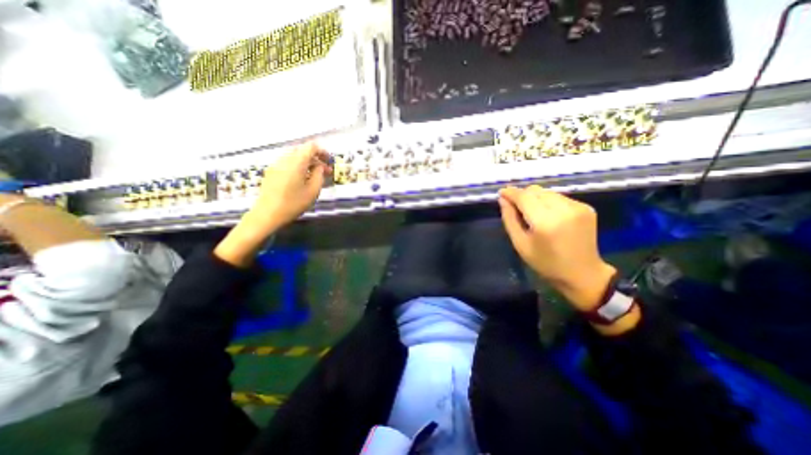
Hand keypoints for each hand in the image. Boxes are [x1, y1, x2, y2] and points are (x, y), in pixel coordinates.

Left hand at [243, 142, 330, 237]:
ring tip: (314, 176)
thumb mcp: (313, 191)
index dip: (322, 151)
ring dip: (306, 162)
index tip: (329, 161)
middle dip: (315, 158)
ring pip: (294, 157)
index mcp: (296, 163)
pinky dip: (298, 166)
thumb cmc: (293, 204)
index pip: (311, 147)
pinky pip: (287, 163)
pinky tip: (302, 179)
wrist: (267, 214)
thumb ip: (319, 175)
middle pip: (302, 150)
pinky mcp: (271, 172)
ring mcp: (276, 165)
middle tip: (324, 170)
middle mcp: (284, 160)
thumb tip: (320, 167)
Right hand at [497, 187, 619, 310]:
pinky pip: (559, 197)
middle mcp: (563, 210)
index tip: (501, 193)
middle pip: (536, 190)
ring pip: (547, 192)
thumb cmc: (546, 263)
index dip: (511, 192)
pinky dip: (548, 202)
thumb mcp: (520, 244)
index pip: (524, 197)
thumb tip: (503, 200)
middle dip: (522, 195)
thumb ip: (509, 219)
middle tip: (515, 206)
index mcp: (545, 222)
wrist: (583, 273)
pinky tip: (548, 215)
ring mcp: (577, 207)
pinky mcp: (586, 207)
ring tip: (531, 212)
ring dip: (535, 198)